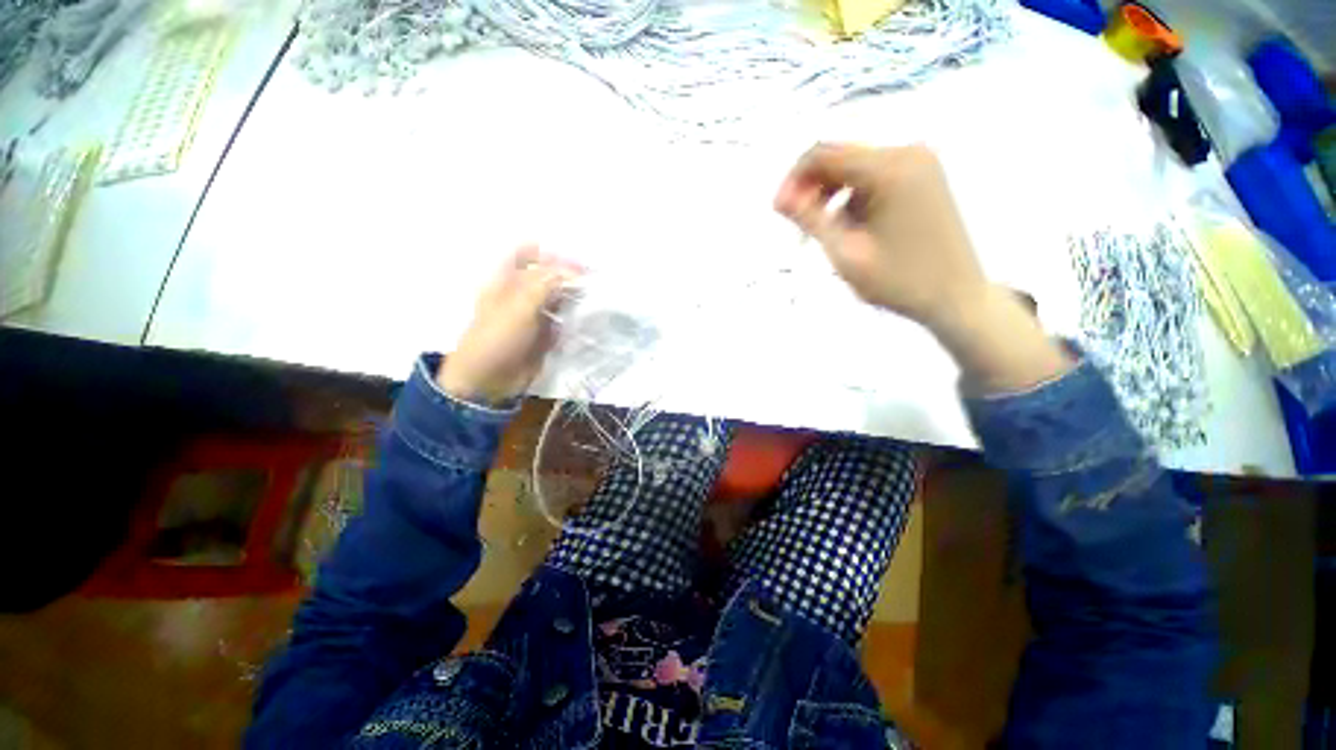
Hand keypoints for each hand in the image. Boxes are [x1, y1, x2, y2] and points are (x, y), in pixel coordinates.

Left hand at [436, 246, 580, 404]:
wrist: (489, 380)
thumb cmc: (497, 337)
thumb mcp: (519, 305)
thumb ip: (545, 284)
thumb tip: (572, 271)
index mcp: (507, 280)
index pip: (528, 254)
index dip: (550, 253)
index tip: (575, 261)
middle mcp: (521, 293)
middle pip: (548, 276)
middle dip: (569, 275)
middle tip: (593, 280)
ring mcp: (534, 314)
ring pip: (558, 298)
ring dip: (575, 297)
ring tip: (595, 298)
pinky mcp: (545, 333)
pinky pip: (563, 320)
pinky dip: (575, 318)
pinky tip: (588, 317)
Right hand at [774, 143, 986, 332]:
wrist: (956, 297)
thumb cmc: (898, 281)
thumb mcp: (845, 252)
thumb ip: (811, 219)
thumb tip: (779, 197)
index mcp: (889, 169)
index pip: (823, 153)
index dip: (793, 179)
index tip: (779, 211)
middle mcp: (907, 152)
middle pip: (840, 156)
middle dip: (812, 187)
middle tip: (798, 226)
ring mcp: (920, 162)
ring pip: (855, 166)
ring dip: (831, 193)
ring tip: (825, 231)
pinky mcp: (923, 176)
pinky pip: (874, 176)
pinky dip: (852, 196)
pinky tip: (851, 226)